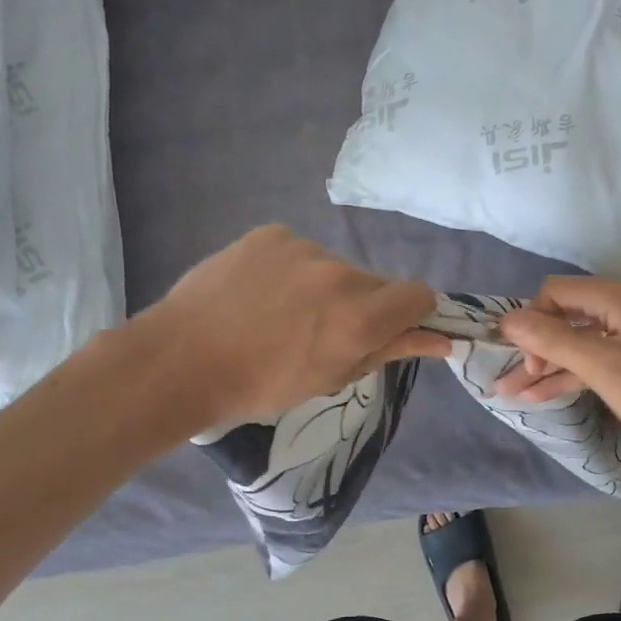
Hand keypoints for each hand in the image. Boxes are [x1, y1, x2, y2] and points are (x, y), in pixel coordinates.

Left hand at [141, 226, 450, 426]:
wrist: (180, 360)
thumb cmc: (260, 386)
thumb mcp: (331, 378)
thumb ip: (388, 351)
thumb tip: (441, 340)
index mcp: (358, 317)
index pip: (420, 296)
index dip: (412, 315)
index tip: (389, 331)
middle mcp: (339, 274)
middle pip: (377, 283)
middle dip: (364, 305)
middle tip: (323, 333)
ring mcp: (303, 247)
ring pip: (337, 267)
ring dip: (326, 288)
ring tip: (281, 314)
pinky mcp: (271, 233)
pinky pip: (301, 252)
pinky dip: (292, 270)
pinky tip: (260, 293)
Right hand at [495, 277, 620, 461]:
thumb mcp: (602, 366)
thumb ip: (552, 341)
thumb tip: (507, 320)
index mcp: (620, 296)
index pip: (557, 293)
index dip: (532, 322)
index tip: (524, 362)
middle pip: (569, 317)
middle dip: (535, 349)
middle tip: (510, 383)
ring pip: (585, 341)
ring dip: (552, 365)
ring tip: (516, 394)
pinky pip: (605, 356)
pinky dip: (580, 372)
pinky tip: (551, 393)